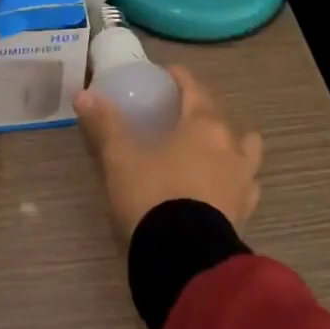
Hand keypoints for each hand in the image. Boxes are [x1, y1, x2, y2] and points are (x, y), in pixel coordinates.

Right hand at [75, 65, 263, 246]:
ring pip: (246, 151)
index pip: (195, 90)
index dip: (181, 78)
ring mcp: (243, 181)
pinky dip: (235, 180)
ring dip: (233, 144)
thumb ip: (105, 124)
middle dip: (204, 110)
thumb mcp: (120, 157)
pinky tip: (221, 187)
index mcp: (203, 126)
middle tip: (182, 114)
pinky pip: (246, 186)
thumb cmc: (152, 194)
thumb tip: (84, 95)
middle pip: (221, 117)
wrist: (183, 255)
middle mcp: (230, 147)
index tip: (168, 73)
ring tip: (213, 150)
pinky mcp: (244, 212)